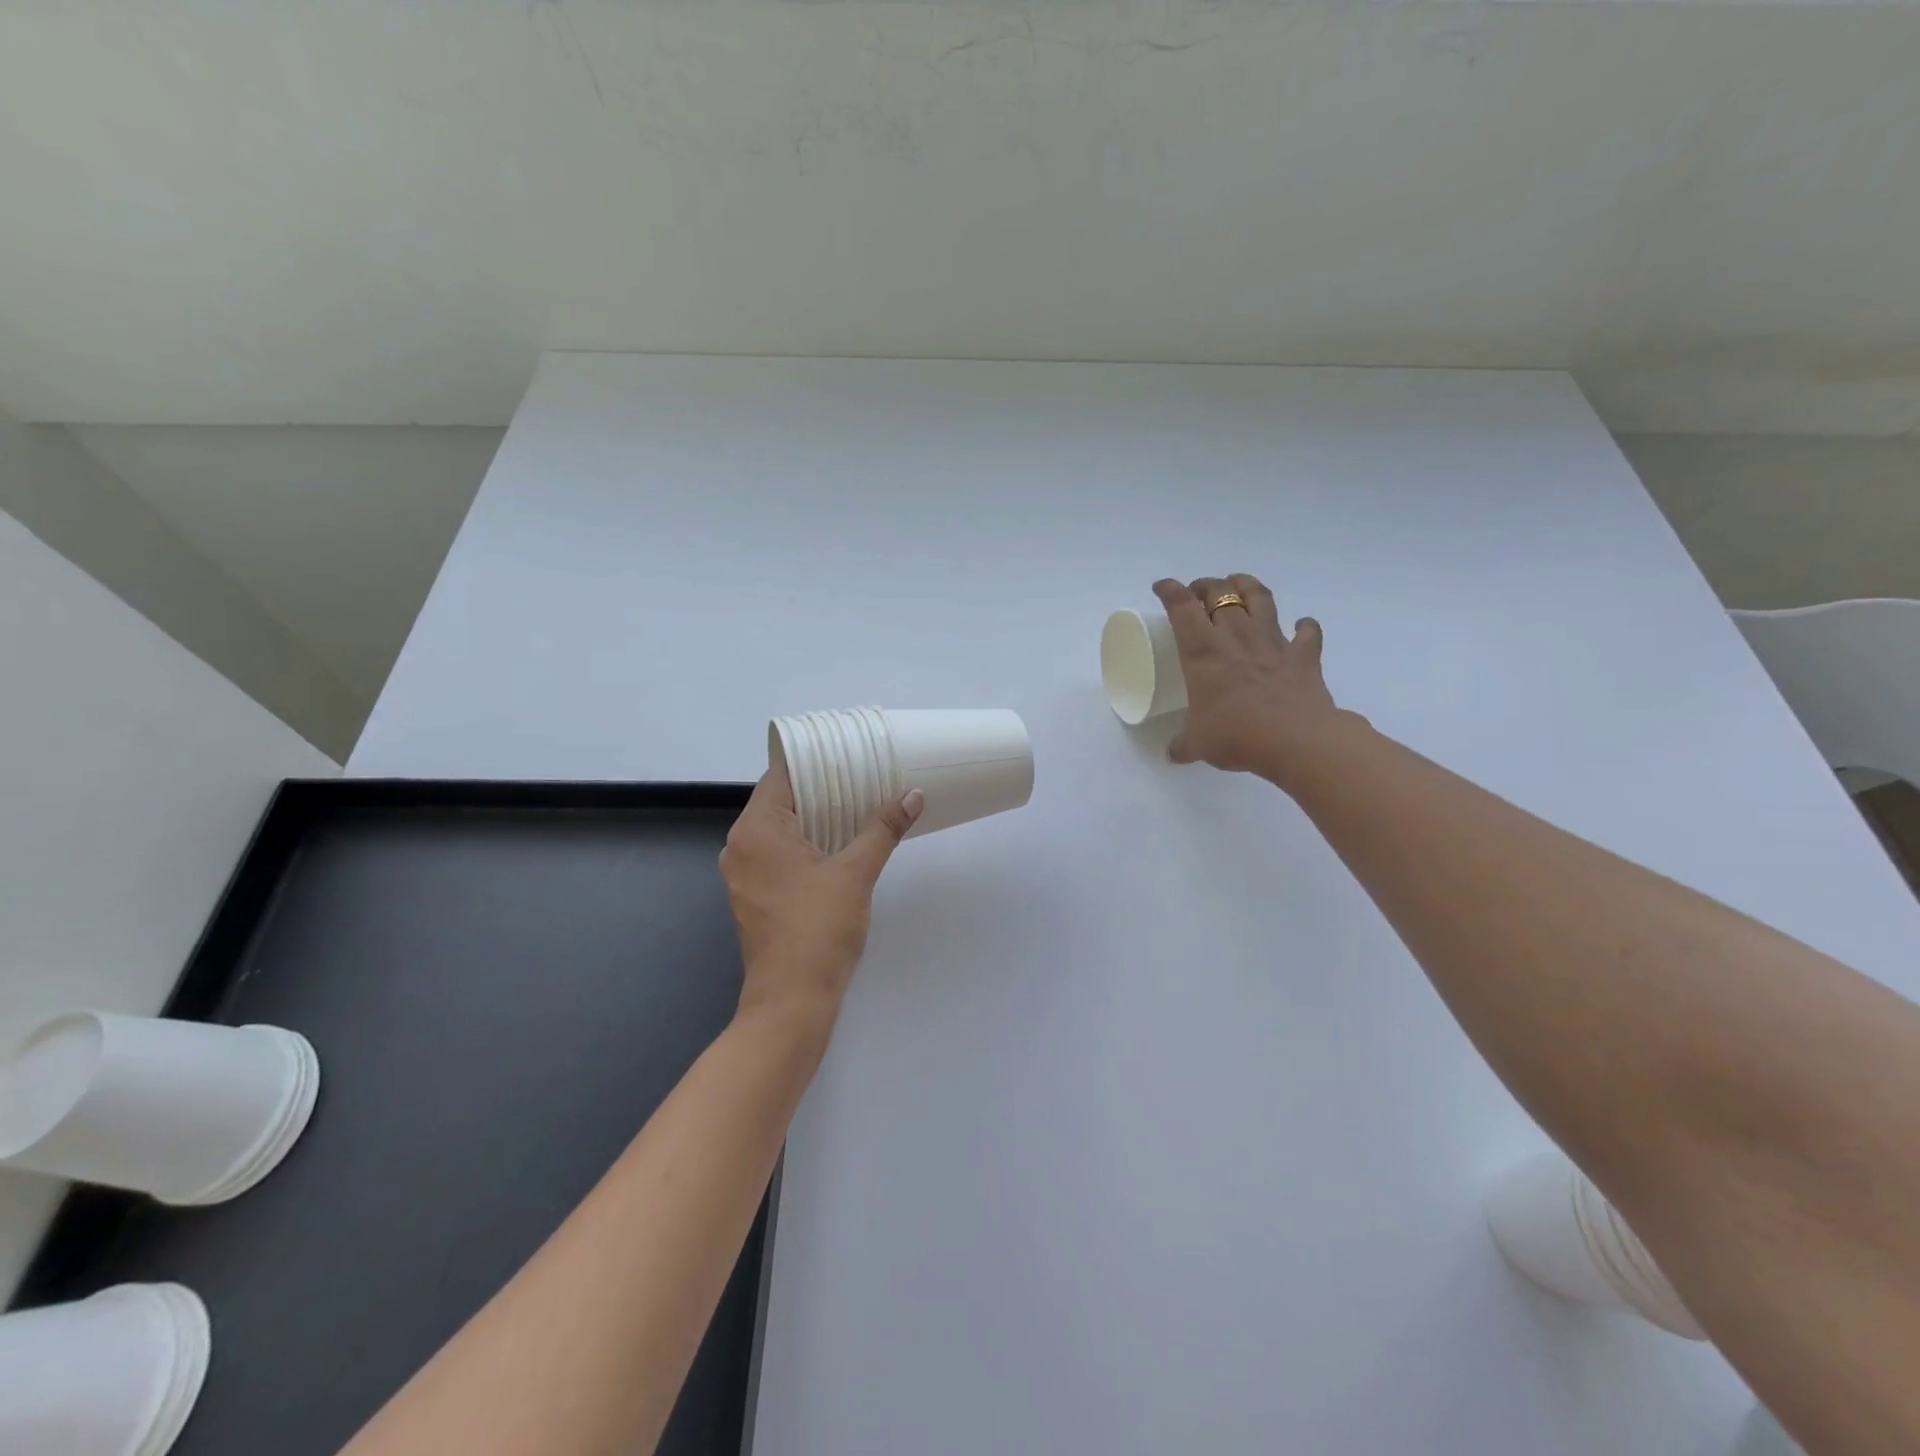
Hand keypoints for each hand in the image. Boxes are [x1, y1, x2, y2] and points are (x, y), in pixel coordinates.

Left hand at [719, 766, 922, 1031]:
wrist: (792, 1002)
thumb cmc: (818, 929)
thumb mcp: (856, 873)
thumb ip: (882, 829)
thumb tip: (913, 796)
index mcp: (755, 831)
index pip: (780, 776)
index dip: (813, 760)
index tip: (846, 751)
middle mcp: (740, 846)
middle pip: (779, 801)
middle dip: (819, 788)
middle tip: (861, 774)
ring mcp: (743, 874)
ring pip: (779, 829)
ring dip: (814, 816)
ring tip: (856, 803)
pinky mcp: (754, 896)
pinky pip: (777, 853)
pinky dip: (804, 842)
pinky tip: (838, 842)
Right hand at [1155, 574, 1350, 781]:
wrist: (1297, 741)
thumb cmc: (1238, 736)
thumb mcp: (1198, 744)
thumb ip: (1183, 745)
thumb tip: (1172, 754)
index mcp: (1203, 652)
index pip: (1182, 607)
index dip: (1170, 590)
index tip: (1162, 587)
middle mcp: (1236, 637)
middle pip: (1220, 592)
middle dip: (1205, 585)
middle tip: (1197, 592)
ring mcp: (1273, 642)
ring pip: (1260, 598)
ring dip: (1247, 585)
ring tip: (1238, 585)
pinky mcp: (1304, 655)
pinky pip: (1307, 631)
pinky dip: (1303, 626)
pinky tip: (1300, 626)